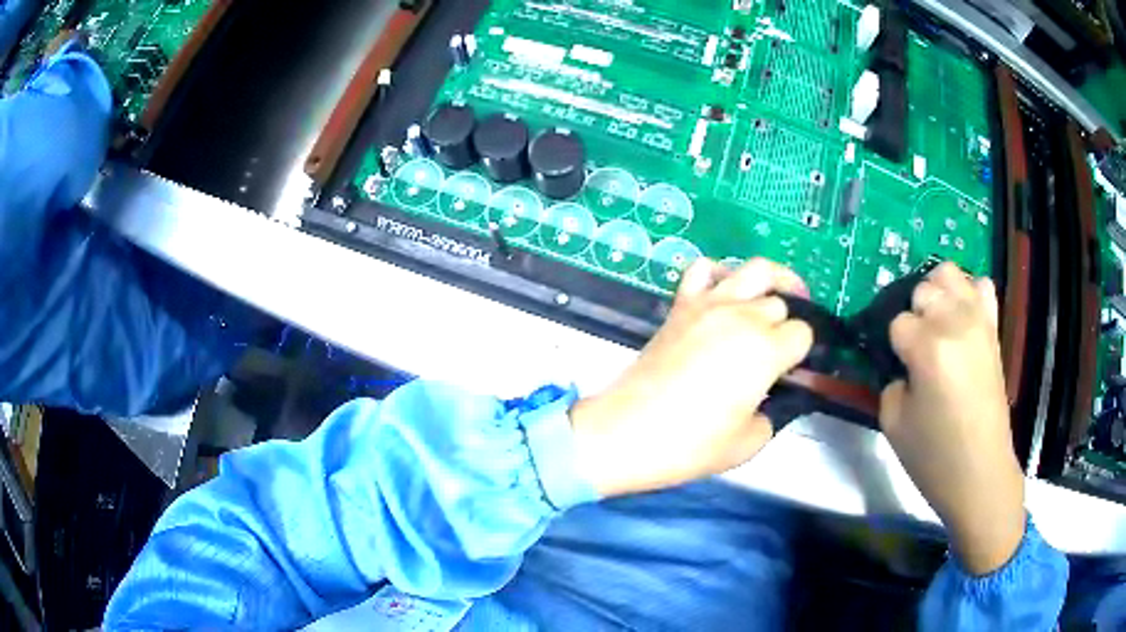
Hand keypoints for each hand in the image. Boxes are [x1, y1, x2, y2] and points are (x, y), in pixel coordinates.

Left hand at [569, 258, 813, 496]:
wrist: (628, 431)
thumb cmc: (690, 444)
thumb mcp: (748, 443)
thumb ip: (771, 414)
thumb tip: (766, 398)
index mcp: (766, 350)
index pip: (803, 333)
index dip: (801, 353)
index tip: (790, 372)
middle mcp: (742, 317)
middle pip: (780, 303)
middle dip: (785, 325)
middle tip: (776, 350)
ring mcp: (709, 304)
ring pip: (754, 269)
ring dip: (772, 281)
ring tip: (775, 299)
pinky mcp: (680, 305)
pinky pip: (702, 268)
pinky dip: (719, 272)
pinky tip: (724, 293)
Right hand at [880, 262, 1024, 574]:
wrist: (980, 472)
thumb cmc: (934, 456)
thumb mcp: (894, 423)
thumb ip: (892, 381)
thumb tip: (902, 364)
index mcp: (928, 348)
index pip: (897, 322)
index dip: (893, 347)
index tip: (898, 369)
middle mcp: (955, 323)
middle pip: (923, 290)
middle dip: (914, 316)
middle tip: (917, 351)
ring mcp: (979, 321)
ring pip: (950, 274)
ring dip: (937, 294)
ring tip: (936, 325)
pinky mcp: (993, 330)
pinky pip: (983, 287)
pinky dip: (969, 294)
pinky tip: (962, 319)